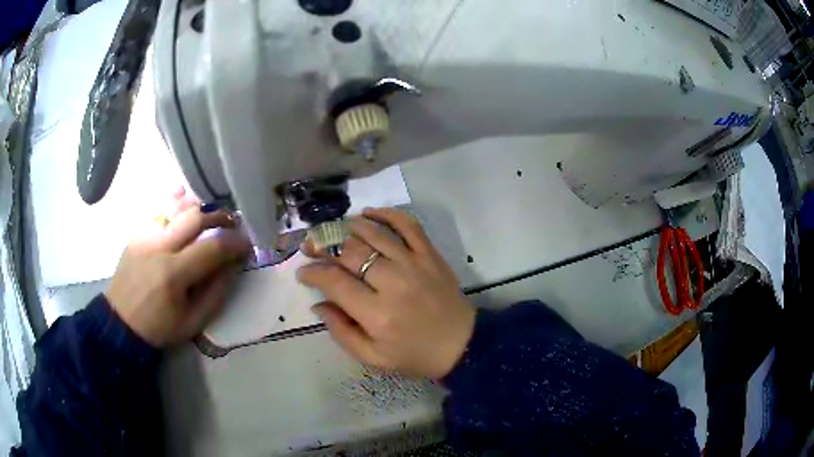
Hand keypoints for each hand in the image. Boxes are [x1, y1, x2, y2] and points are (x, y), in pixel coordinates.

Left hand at [106, 189, 250, 347]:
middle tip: (233, 224)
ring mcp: (145, 235)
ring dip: (199, 207)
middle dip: (220, 217)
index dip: (235, 243)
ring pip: (176, 206)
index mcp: (173, 274)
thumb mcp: (193, 322)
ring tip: (212, 214)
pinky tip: (186, 197)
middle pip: (195, 217)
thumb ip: (216, 292)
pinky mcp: (137, 233)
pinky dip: (175, 200)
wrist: (121, 322)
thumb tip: (233, 265)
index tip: (248, 244)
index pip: (212, 247)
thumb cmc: (159, 327)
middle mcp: (159, 246)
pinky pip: (159, 208)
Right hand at [297, 208, 475, 378]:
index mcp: (377, 313)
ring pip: (374, 233)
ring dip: (348, 227)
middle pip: (350, 252)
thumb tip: (318, 303)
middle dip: (323, 246)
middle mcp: (393, 282)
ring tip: (334, 231)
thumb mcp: (373, 357)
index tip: (303, 272)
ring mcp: (414, 264)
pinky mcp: (430, 254)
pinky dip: (386, 214)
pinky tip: (368, 214)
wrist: (461, 345)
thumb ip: (341, 331)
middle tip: (311, 246)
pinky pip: (408, 225)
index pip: (334, 281)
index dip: (312, 272)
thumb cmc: (414, 355)